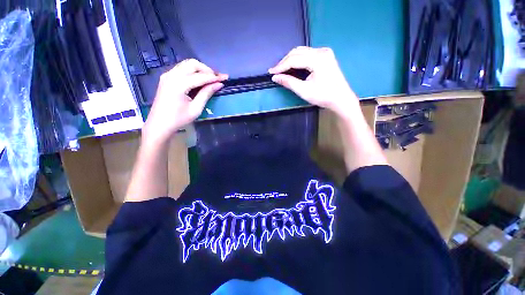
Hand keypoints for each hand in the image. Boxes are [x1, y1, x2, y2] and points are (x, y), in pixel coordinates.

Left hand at [142, 59, 227, 144]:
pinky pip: (182, 69)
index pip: (201, 76)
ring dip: (200, 69)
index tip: (226, 77)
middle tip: (217, 78)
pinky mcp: (167, 78)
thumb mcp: (196, 108)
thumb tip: (219, 84)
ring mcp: (168, 75)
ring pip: (187, 64)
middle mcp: (172, 75)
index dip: (214, 76)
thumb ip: (207, 94)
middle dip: (207, 70)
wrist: (159, 124)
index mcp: (179, 84)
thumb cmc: (179, 119)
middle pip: (192, 64)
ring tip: (211, 79)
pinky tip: (199, 80)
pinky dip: (193, 71)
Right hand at [269, 47, 358, 115]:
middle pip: (297, 52)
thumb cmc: (323, 96)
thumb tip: (275, 77)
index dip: (281, 66)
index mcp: (318, 59)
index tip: (271, 72)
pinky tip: (292, 66)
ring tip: (281, 69)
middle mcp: (321, 51)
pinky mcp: (325, 56)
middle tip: (275, 71)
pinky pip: (307, 54)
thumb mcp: (304, 91)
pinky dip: (298, 60)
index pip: (294, 59)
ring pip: (302, 52)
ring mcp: (324, 52)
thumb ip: (289, 82)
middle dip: (284, 62)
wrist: (341, 99)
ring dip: (290, 60)